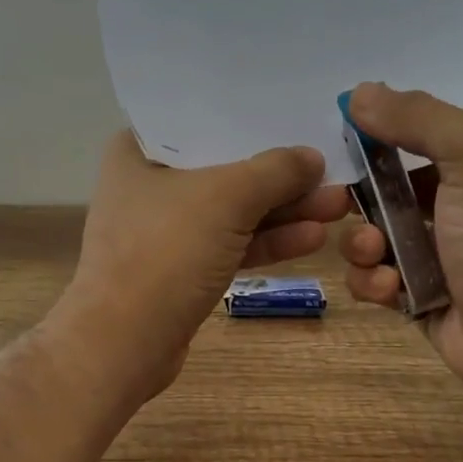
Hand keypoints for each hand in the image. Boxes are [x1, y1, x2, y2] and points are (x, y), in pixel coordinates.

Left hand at [56, 130, 351, 399]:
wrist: (124, 344)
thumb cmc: (165, 252)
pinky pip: (231, 244)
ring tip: (338, 206)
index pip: (203, 119)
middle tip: (334, 171)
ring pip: (234, 211)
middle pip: (226, 168)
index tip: (300, 117)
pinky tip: (312, 238)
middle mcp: (149, 184)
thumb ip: (275, 171)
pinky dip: (267, 241)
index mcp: (139, 151)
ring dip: (284, 210)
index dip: (254, 118)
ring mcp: (166, 231)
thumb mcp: (226, 198)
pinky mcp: (182, 269)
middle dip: (282, 174)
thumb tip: (312, 157)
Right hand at [340, 83, 462, 410]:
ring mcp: (430, 256)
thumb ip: (418, 118)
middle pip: (377, 192)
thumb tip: (358, 94)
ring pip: (367, 239)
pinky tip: (390, 290)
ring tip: (377, 255)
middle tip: (346, 209)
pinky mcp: (414, 298)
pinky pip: (372, 282)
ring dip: (360, 245)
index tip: (340, 146)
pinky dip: (372, 283)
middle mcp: (448, 206)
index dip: (370, 140)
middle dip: (355, 200)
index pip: (405, 138)